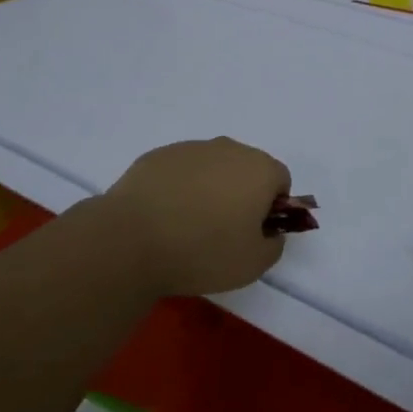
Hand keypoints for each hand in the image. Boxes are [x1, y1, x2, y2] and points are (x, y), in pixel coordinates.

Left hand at [102, 138, 292, 297]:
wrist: (132, 239)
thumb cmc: (203, 251)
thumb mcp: (253, 264)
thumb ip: (274, 245)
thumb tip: (270, 232)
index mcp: (259, 169)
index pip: (281, 180)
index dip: (273, 207)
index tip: (253, 232)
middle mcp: (229, 148)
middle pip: (246, 168)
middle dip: (242, 193)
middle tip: (223, 230)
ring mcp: (191, 148)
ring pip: (212, 166)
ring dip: (210, 188)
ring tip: (188, 225)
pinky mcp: (158, 155)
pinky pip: (180, 170)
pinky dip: (179, 187)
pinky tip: (163, 216)